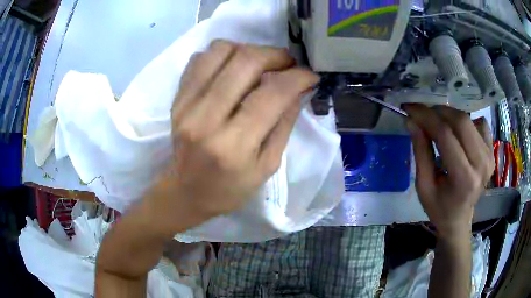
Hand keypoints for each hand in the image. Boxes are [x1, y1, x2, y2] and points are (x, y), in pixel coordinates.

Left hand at [153, 40, 317, 226]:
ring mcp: (186, 105)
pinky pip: (199, 59)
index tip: (310, 74)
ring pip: (220, 51)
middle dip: (275, 55)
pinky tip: (232, 68)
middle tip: (288, 64)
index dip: (298, 76)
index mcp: (234, 145)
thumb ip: (284, 124)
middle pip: (245, 62)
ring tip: (260, 64)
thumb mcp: (267, 166)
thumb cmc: (230, 188)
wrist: (187, 192)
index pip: (273, 94)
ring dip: (248, 50)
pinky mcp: (177, 99)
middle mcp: (206, 119)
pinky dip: (222, 54)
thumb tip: (299, 88)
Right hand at [403, 104, 494, 238]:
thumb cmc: (439, 207)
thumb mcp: (423, 186)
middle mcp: (481, 164)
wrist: (459, 218)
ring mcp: (489, 156)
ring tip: (436, 124)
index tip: (409, 109)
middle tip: (422, 115)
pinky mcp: (492, 151)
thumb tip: (411, 121)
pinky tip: (458, 133)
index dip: (426, 117)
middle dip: (438, 111)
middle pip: (461, 121)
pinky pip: (479, 123)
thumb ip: (420, 152)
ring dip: (449, 115)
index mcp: (464, 179)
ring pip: (469, 119)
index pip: (446, 135)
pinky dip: (466, 122)